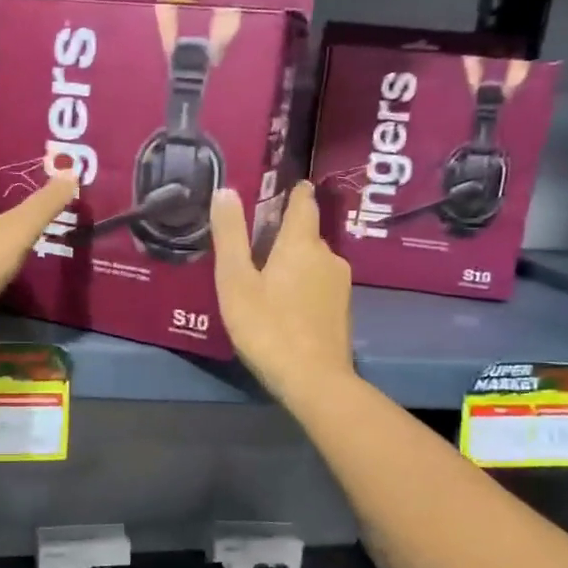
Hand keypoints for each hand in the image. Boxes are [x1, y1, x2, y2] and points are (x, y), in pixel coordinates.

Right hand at [210, 181, 354, 404]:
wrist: (314, 381)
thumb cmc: (267, 326)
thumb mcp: (236, 281)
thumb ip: (230, 235)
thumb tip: (226, 190)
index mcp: (302, 243)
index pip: (304, 203)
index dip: (294, 192)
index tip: (285, 186)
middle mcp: (328, 256)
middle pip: (307, 234)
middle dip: (285, 233)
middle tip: (255, 242)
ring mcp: (340, 285)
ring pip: (313, 261)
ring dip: (293, 262)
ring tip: (265, 275)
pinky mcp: (342, 310)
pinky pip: (319, 284)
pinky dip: (302, 284)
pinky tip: (283, 303)